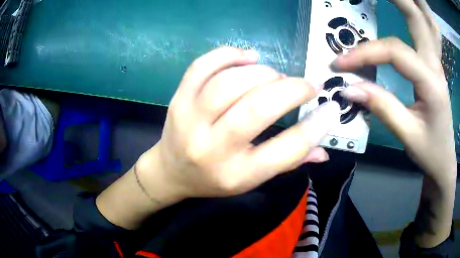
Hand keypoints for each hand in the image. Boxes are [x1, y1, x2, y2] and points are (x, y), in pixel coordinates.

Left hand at [138, 47, 339, 198]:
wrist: (171, 172)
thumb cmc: (213, 180)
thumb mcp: (251, 180)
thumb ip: (288, 163)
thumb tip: (324, 149)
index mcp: (237, 174)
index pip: (287, 149)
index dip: (316, 126)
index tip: (331, 108)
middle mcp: (212, 148)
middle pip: (258, 107)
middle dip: (292, 89)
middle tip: (306, 86)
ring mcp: (190, 120)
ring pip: (231, 82)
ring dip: (264, 72)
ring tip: (276, 76)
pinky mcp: (178, 99)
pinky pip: (202, 66)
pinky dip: (229, 55)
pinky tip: (249, 57)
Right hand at [334, 0, 455, 247]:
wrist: (444, 160)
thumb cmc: (430, 151)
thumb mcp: (407, 135)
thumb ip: (381, 107)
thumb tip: (349, 89)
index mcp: (431, 83)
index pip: (395, 52)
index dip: (365, 52)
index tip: (340, 64)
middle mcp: (436, 64)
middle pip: (417, 18)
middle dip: (397, 0)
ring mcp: (437, 61)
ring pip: (428, 21)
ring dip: (415, 3)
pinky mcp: (435, 63)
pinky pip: (432, 31)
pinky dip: (423, 14)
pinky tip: (416, 8)